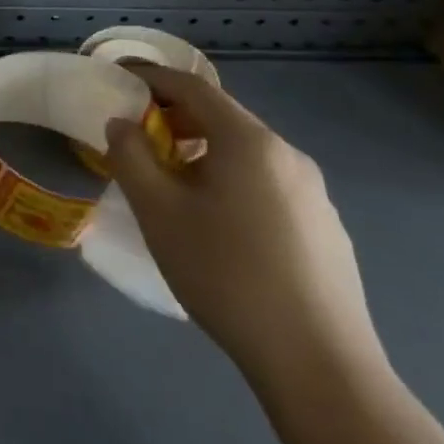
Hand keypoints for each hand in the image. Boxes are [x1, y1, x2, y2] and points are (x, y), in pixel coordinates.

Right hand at [102, 66, 383, 391]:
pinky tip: (216, 225)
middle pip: (221, 117)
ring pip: (244, 153)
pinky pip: (266, 184)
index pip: (192, 87)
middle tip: (135, 138)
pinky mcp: (325, 230)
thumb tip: (122, 124)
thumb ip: (130, 155)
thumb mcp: (157, 210)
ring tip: (169, 184)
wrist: (319, 366)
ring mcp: (314, 195)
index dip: (150, 77)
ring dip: (200, 151)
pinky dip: (229, 181)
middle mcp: (288, 156)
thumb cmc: (226, 274)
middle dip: (173, 117)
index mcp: (249, 142)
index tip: (117, 79)